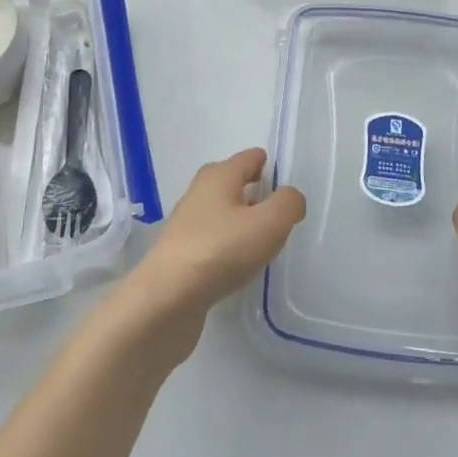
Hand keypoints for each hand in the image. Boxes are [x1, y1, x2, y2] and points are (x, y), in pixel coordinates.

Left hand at [117, 149, 305, 360]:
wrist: (167, 298)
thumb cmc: (221, 250)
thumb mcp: (269, 223)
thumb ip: (288, 204)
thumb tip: (290, 197)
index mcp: (219, 176)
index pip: (248, 158)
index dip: (268, 165)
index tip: (286, 183)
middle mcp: (199, 193)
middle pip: (231, 182)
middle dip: (253, 191)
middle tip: (277, 211)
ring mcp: (187, 224)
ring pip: (221, 212)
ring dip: (240, 221)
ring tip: (262, 240)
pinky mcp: (180, 254)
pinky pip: (212, 239)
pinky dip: (227, 245)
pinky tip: (238, 265)